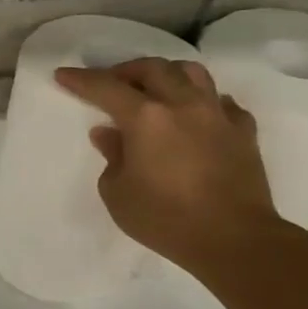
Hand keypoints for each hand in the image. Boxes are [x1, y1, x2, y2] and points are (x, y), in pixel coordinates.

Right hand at [54, 58, 284, 276]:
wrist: (234, 239)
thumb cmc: (164, 218)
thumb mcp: (117, 192)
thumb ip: (112, 156)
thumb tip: (109, 134)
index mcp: (146, 119)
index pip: (106, 87)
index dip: (81, 79)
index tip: (63, 74)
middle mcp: (183, 106)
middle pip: (153, 68)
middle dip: (126, 70)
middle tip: (111, 83)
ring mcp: (218, 116)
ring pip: (193, 73)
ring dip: (167, 74)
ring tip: (154, 89)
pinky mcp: (244, 132)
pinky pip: (221, 102)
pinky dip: (202, 101)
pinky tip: (194, 116)